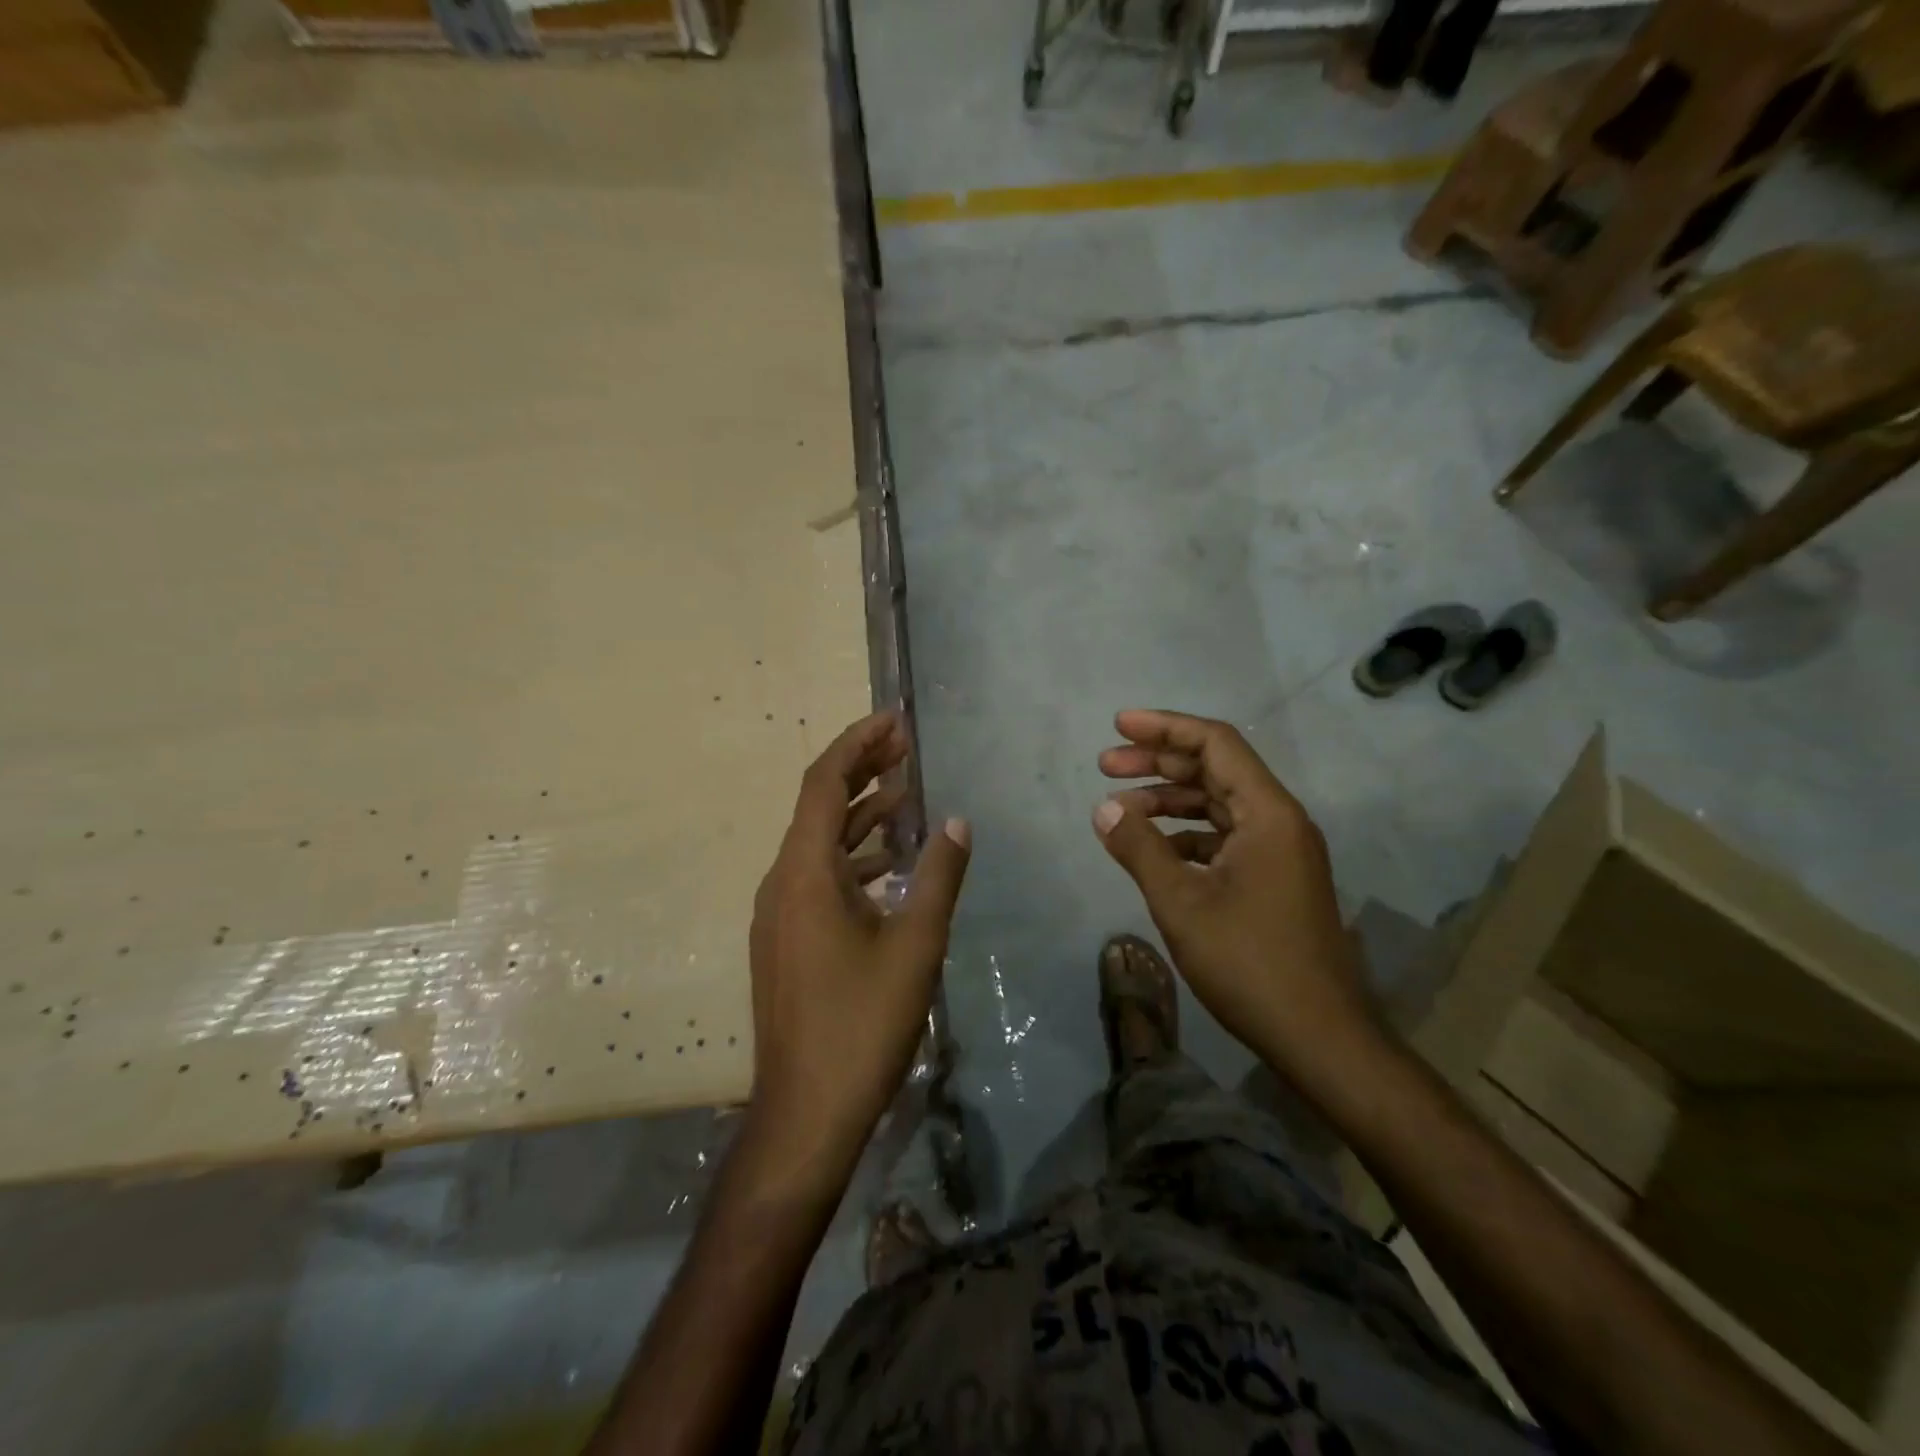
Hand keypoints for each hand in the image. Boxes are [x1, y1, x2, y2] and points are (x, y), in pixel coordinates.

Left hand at [745, 711, 969, 1191]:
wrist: (805, 1112)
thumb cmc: (861, 1024)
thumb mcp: (914, 946)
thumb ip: (937, 876)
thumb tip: (958, 822)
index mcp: (804, 873)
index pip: (824, 784)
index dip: (858, 744)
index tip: (894, 721)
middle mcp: (781, 882)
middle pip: (818, 805)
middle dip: (861, 770)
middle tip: (905, 745)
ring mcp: (779, 913)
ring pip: (819, 843)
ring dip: (859, 813)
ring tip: (905, 792)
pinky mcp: (786, 940)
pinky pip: (818, 876)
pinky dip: (853, 855)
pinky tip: (889, 860)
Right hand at [1091, 708, 1380, 1089]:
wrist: (1320, 1037)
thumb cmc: (1250, 963)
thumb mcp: (1182, 903)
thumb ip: (1139, 848)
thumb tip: (1104, 809)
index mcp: (1268, 813)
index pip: (1216, 743)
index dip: (1165, 728)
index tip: (1119, 726)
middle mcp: (1280, 821)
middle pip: (1216, 769)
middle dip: (1159, 762)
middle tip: (1106, 765)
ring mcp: (1280, 852)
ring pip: (1219, 804)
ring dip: (1170, 799)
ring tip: (1120, 807)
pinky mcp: (1275, 879)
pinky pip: (1225, 837)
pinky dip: (1186, 834)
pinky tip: (1154, 848)